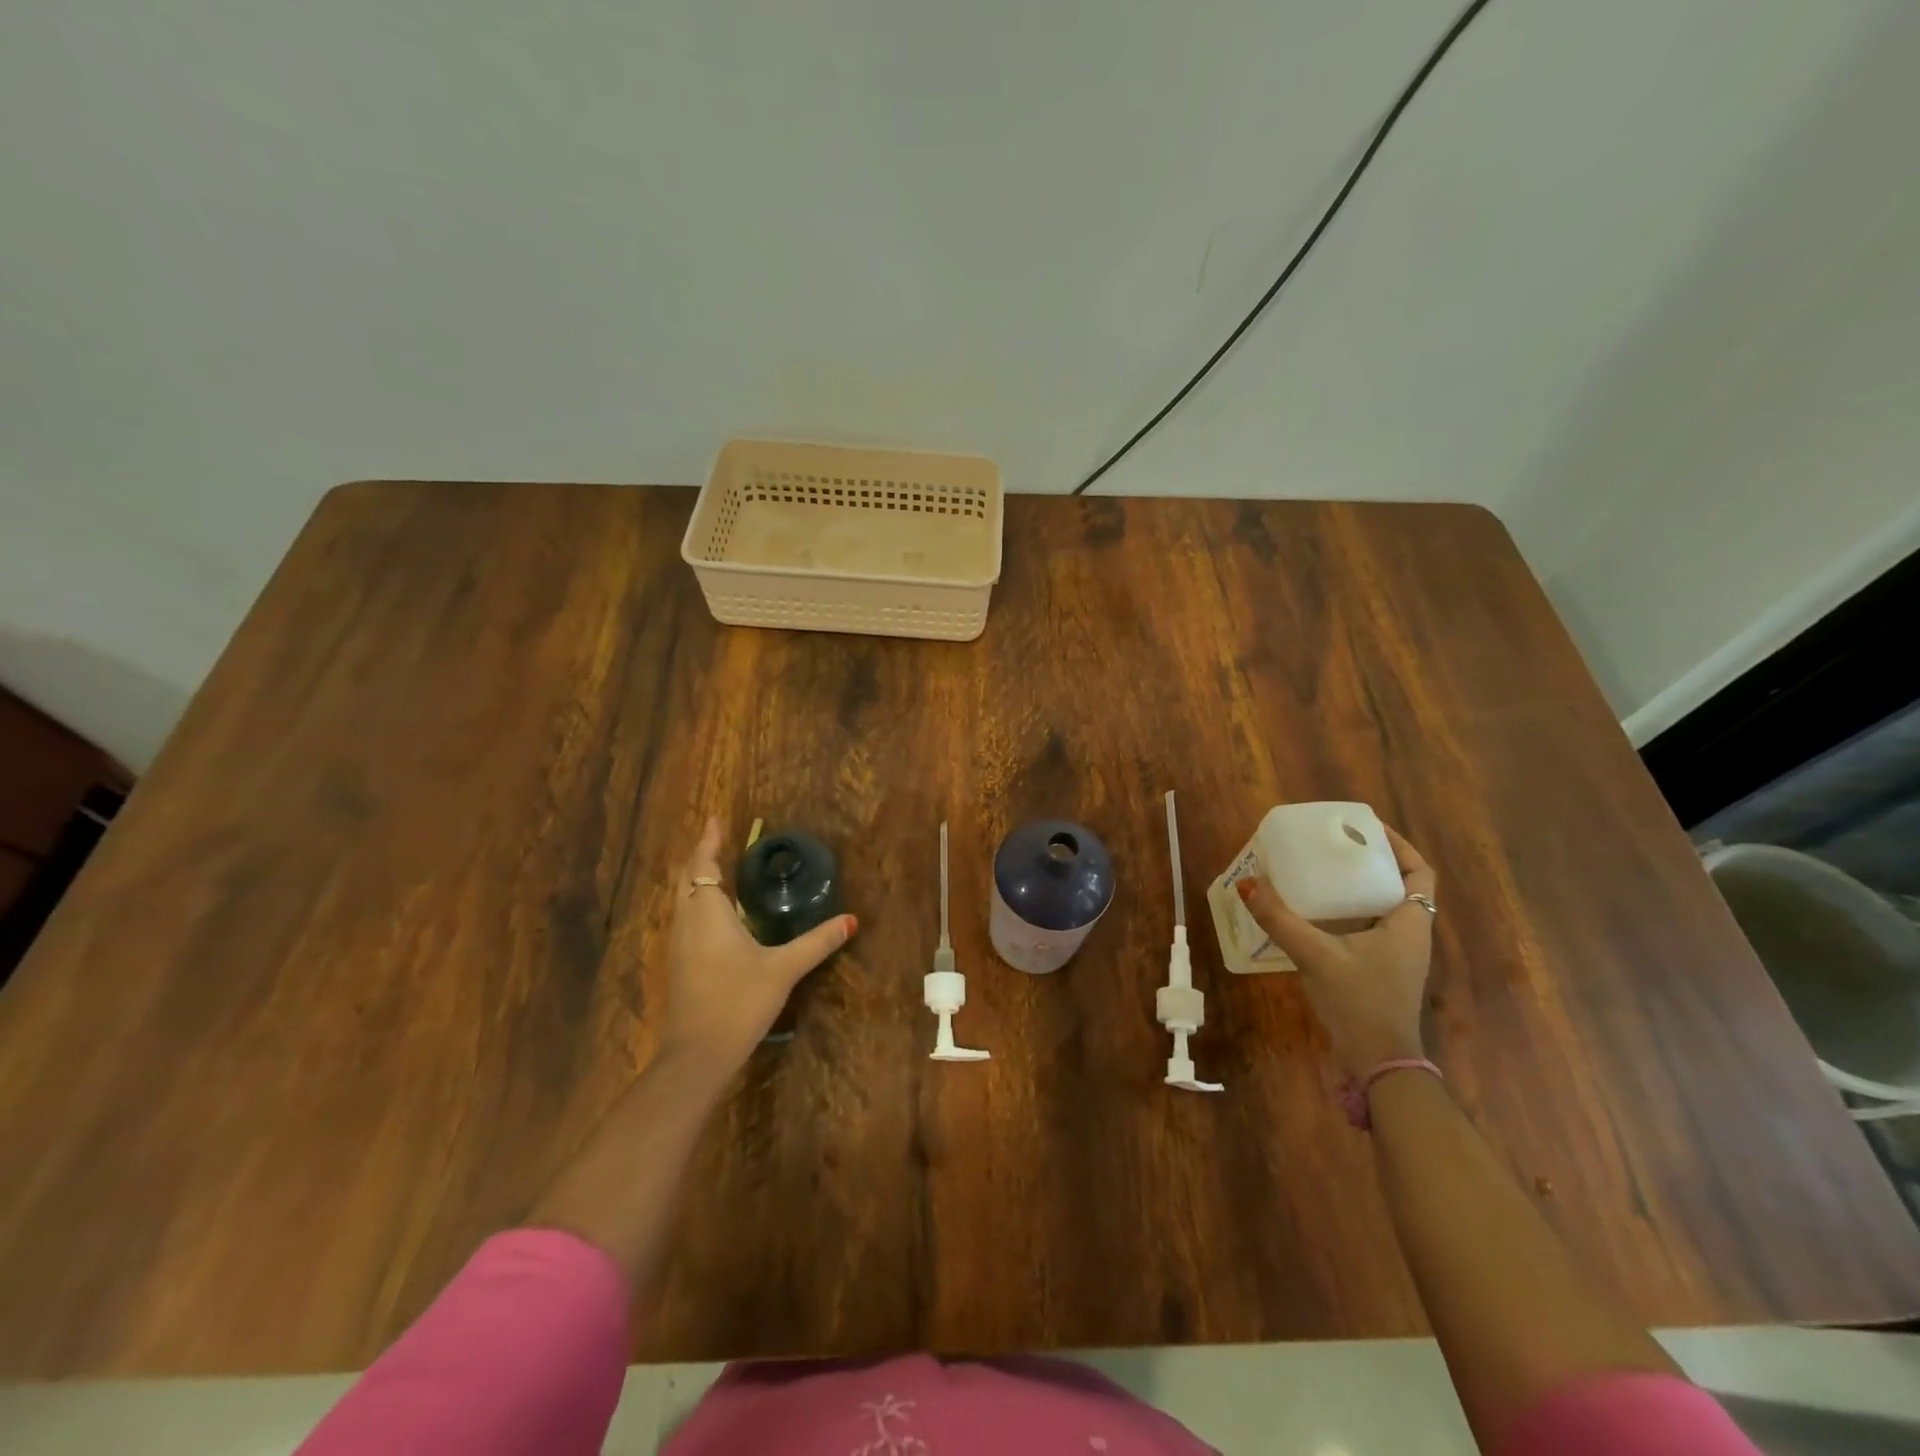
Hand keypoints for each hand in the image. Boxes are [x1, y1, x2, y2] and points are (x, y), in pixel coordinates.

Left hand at [661, 817, 857, 1068]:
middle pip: (687, 878)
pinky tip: (716, 915)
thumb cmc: (738, 1001)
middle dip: (700, 857)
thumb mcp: (783, 968)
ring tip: (718, 869)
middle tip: (718, 840)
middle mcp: (687, 922)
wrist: (697, 1055)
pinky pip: (685, 918)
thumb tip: (851, 920)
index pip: (703, 865)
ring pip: (683, 900)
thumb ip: (817, 942)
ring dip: (697, 880)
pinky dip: (698, 903)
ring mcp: (678, 945)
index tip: (715, 819)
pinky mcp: (679, 964)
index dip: (708, 841)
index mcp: (708, 913)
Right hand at [1235, 824, 1435, 1076]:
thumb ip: (1280, 919)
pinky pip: (1368, 929)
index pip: (1420, 872)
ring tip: (1321, 872)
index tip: (1365, 829)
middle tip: (1334, 846)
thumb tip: (1247, 883)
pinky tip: (1315, 914)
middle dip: (1370, 863)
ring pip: (1382, 909)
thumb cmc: (1359, 1001)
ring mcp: (1397, 956)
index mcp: (1409, 923)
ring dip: (1358, 889)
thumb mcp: (1316, 955)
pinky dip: (1347, 914)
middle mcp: (1410, 935)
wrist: (1378, 1063)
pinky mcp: (1380, 972)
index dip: (1399, 846)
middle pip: (1400, 886)